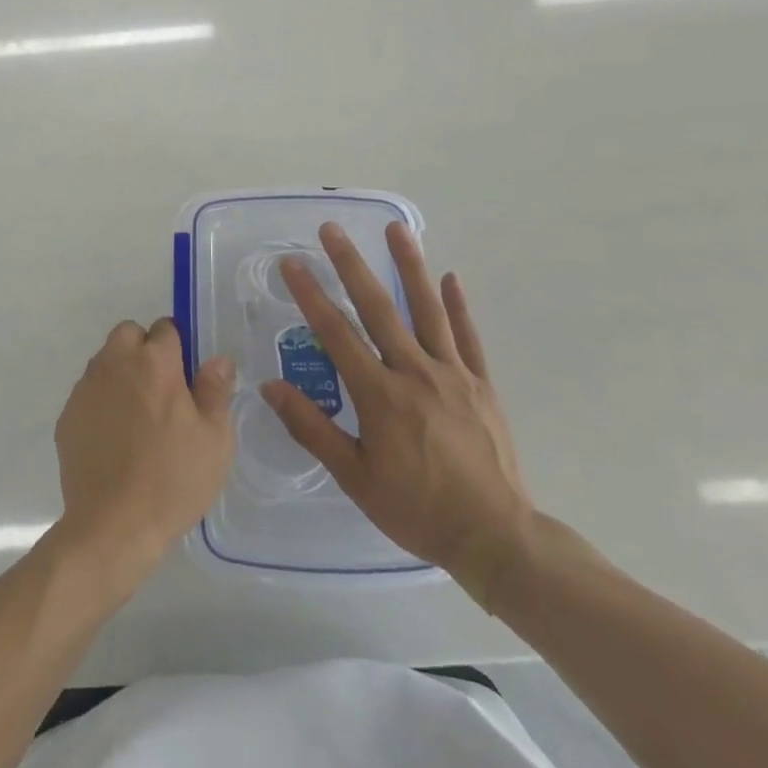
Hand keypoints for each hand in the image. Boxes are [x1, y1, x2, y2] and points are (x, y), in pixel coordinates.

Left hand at [54, 318, 234, 581]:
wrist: (113, 525)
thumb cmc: (173, 479)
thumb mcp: (214, 439)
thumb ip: (215, 390)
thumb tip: (218, 359)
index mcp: (154, 362)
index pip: (165, 328)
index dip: (177, 347)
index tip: (185, 376)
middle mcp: (115, 363)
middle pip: (128, 334)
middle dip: (144, 350)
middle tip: (161, 390)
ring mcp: (86, 388)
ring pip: (105, 361)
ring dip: (121, 374)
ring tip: (137, 417)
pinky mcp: (67, 415)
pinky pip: (88, 393)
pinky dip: (101, 403)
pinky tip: (113, 439)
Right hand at [260, 222, 533, 605]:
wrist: (496, 539)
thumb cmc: (417, 510)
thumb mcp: (354, 477)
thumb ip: (311, 428)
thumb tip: (271, 386)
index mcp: (379, 395)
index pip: (336, 333)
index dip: (310, 295)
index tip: (291, 264)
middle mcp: (414, 372)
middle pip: (378, 308)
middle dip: (351, 264)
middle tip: (332, 229)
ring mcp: (452, 374)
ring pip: (427, 310)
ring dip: (409, 266)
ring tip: (396, 229)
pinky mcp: (481, 384)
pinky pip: (467, 337)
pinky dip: (458, 305)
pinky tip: (450, 276)